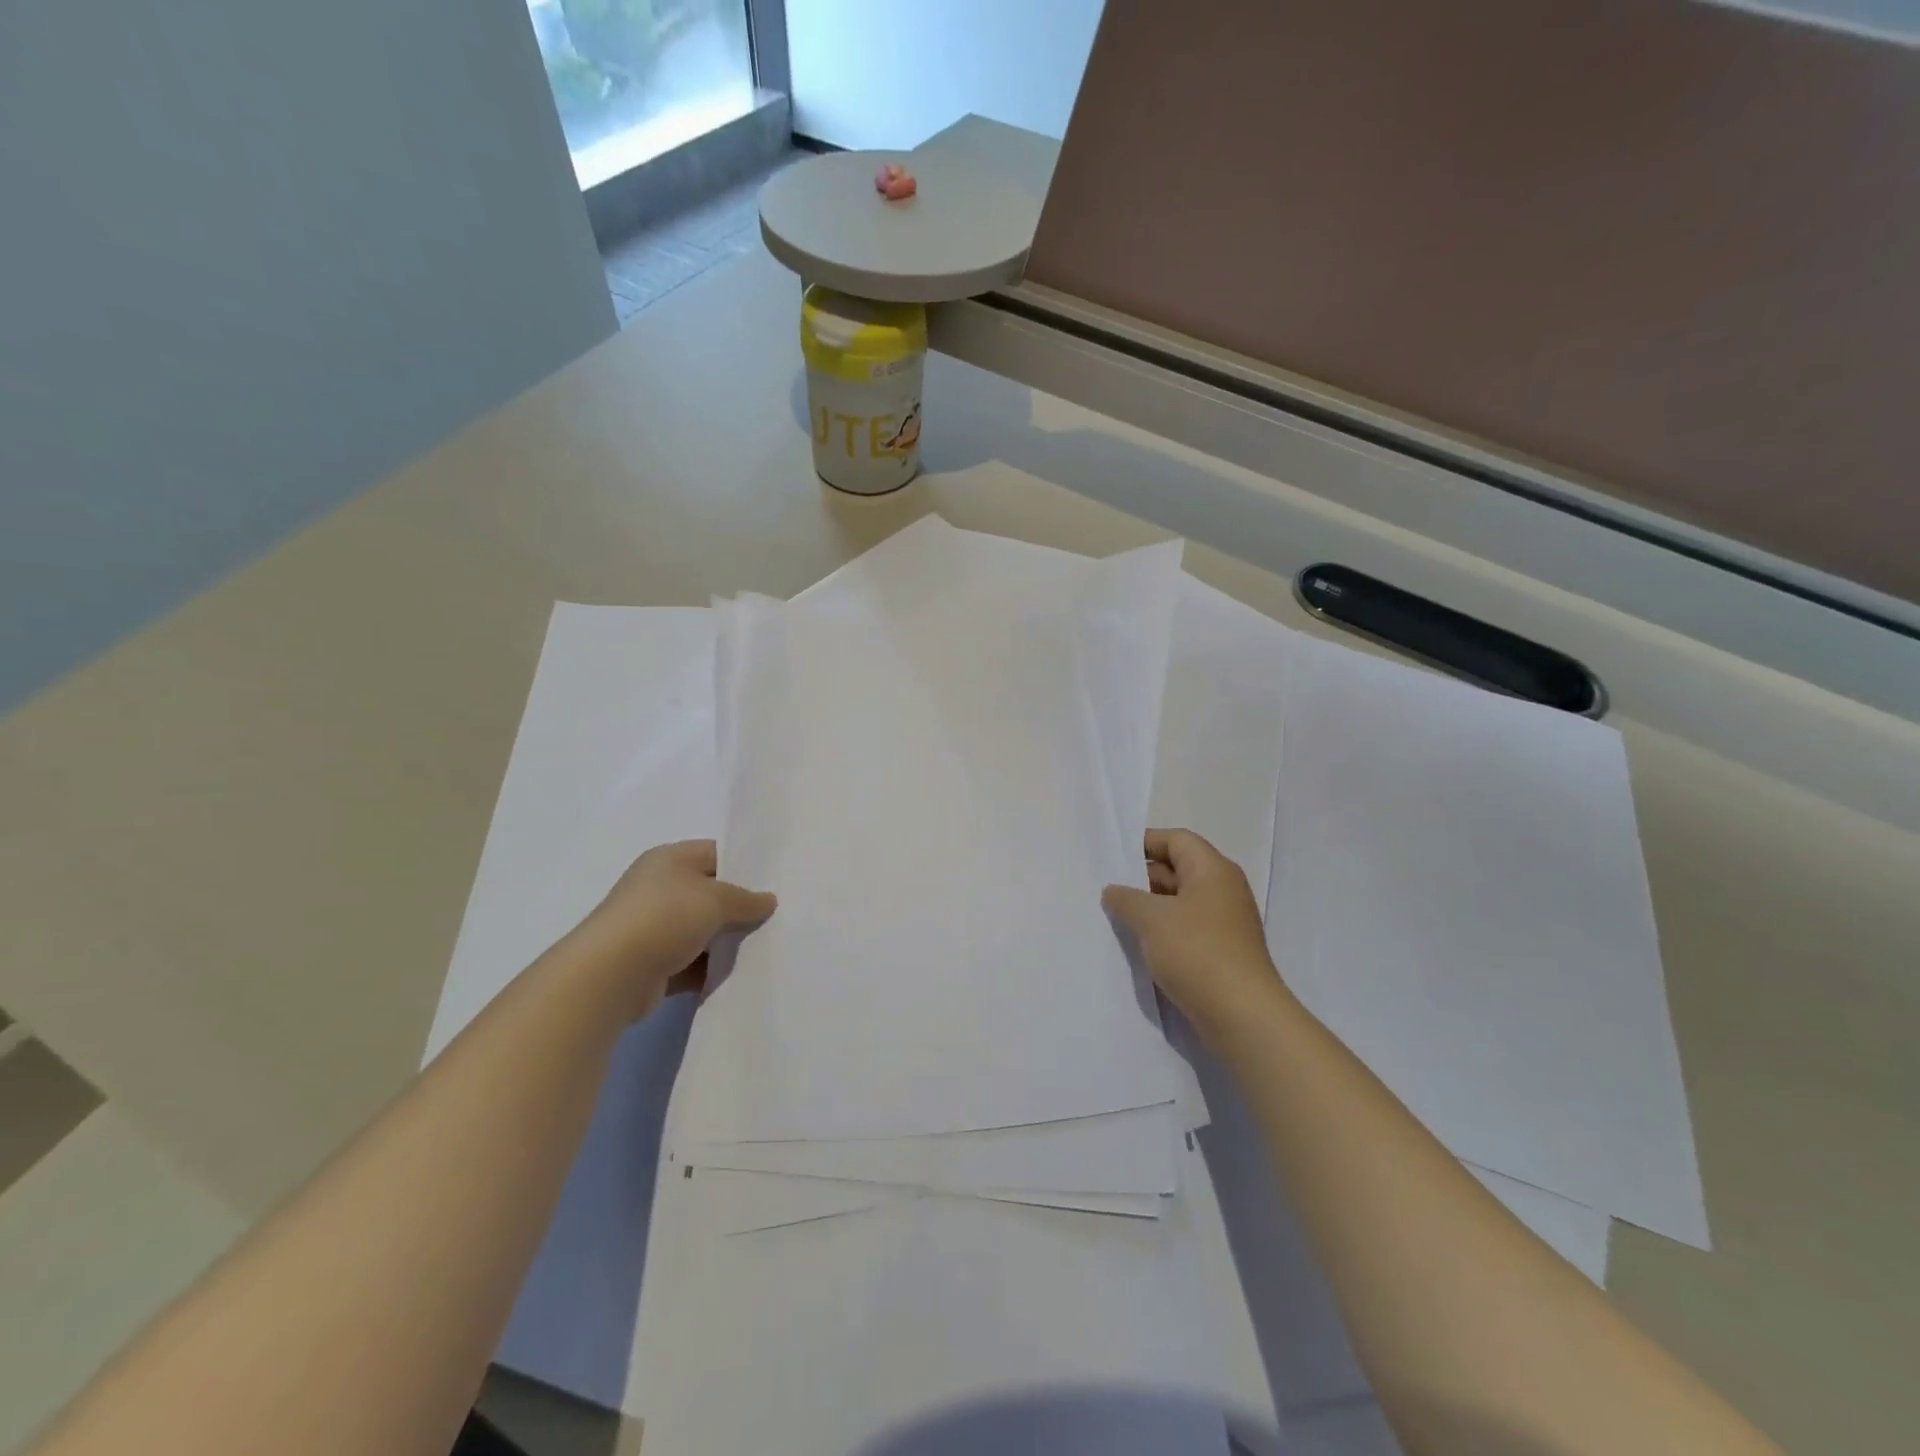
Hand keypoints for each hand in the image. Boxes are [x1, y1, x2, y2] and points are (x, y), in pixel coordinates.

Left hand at [571, 839, 775, 1019]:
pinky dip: (711, 968)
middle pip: (710, 893)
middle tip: (776, 917)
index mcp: (670, 860)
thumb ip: (746, 899)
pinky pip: (692, 962)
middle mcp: (659, 888)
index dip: (745, 865)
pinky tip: (738, 974)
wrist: (611, 975)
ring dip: (727, 941)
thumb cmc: (664, 919)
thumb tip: (768, 901)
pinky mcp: (652, 963)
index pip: (716, 854)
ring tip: (764, 947)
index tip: (776, 882)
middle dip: (740, 906)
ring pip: (703, 930)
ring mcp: (653, 927)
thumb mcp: (716, 899)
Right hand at [1103, 828, 1286, 1039]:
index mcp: (1212, 869)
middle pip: (1178, 868)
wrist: (1242, 1015)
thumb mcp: (1151, 919)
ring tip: (1117, 917)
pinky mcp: (1222, 950)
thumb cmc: (1197, 952)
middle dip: (1142, 877)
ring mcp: (1225, 921)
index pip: (1176, 839)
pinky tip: (1140, 944)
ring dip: (1151, 907)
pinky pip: (1187, 927)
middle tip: (1108, 890)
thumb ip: (1126, 898)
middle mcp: (1223, 889)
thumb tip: (1114, 891)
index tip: (1113, 857)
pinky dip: (1164, 930)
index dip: (1144, 842)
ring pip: (1180, 901)